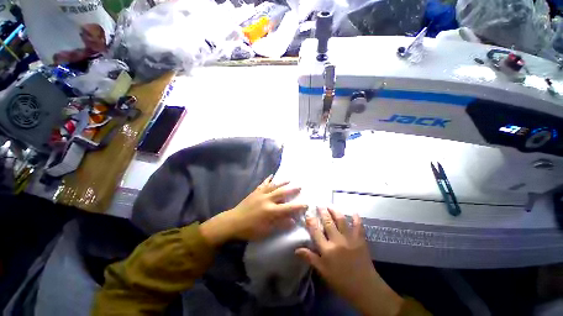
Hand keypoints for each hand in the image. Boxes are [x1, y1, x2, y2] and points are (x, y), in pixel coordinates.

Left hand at [200, 175, 307, 245]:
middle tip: (300, 186)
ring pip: (274, 186)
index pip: (288, 208)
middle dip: (292, 189)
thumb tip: (293, 221)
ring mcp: (260, 194)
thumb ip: (280, 224)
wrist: (232, 222)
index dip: (298, 206)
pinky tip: (271, 175)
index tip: (306, 203)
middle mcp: (267, 200)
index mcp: (271, 211)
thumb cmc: (250, 229)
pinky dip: (268, 179)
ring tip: (289, 179)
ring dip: (282, 182)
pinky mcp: (255, 192)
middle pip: (282, 193)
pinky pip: (263, 184)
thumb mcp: (266, 231)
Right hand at [296, 207, 402, 315]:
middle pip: (328, 222)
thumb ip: (310, 258)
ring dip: (335, 211)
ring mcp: (350, 239)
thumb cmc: (341, 281)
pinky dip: (356, 218)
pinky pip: (358, 226)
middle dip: (323, 212)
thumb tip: (296, 249)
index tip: (308, 213)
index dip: (311, 221)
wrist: (365, 288)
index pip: (316, 231)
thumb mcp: (323, 271)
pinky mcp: (360, 240)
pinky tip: (354, 212)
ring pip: (341, 220)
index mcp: (327, 249)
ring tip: (331, 206)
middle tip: (320, 205)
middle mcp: (337, 241)